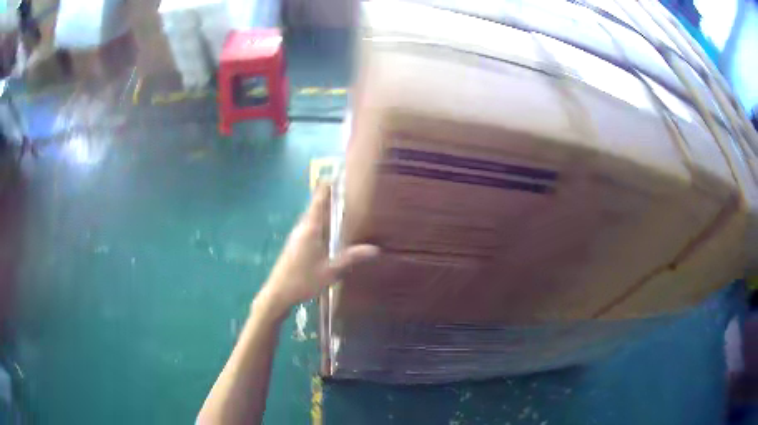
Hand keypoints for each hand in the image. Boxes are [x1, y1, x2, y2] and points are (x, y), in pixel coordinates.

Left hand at [256, 184, 378, 317]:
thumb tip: (375, 250)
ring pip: (313, 217)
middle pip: (316, 206)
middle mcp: (303, 227)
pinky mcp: (295, 244)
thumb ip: (351, 258)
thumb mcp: (330, 271)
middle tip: (346, 189)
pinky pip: (310, 226)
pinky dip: (321, 222)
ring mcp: (297, 236)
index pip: (319, 200)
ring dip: (325, 209)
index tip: (337, 174)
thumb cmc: (303, 281)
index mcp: (311, 229)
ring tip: (341, 206)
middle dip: (330, 196)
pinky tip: (329, 230)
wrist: (277, 293)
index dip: (327, 186)